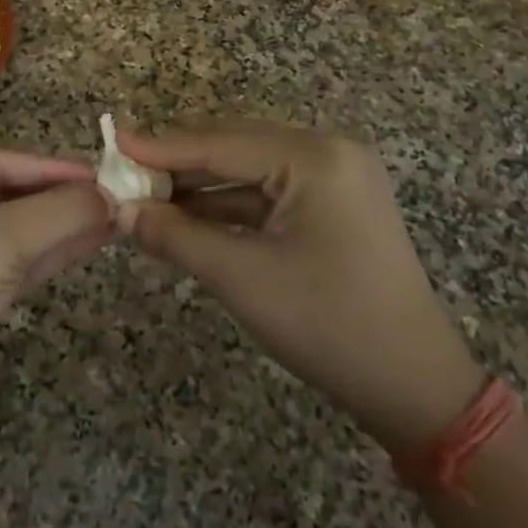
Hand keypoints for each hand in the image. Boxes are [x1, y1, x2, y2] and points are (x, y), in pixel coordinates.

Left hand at [0, 151, 111, 457]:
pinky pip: (17, 264)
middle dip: (57, 197)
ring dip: (62, 225)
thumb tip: (109, 196)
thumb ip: (57, 213)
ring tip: (113, 219)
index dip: (47, 166)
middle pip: (6, 194)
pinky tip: (91, 244)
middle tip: (113, 199)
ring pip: (16, 231)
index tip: (98, 176)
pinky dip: (53, 253)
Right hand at [120, 120, 483, 453]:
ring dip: (200, 183)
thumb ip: (176, 236)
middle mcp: (328, 152)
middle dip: (179, 161)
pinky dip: (228, 203)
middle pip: (235, 144)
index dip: (161, 146)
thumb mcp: (241, 277)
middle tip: (125, 170)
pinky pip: (269, 191)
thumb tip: (121, 211)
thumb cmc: (328, 324)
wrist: (414, 386)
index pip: (221, 143)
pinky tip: (189, 215)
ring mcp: (335, 177)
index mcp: (315, 157)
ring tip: (147, 194)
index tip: (112, 141)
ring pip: (250, 168)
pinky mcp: (334, 204)